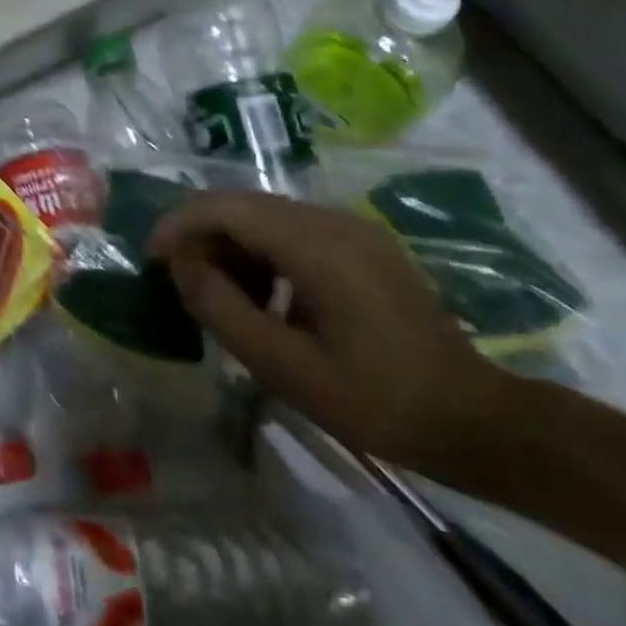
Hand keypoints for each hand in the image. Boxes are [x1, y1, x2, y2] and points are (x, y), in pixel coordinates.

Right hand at [149, 190, 515, 471]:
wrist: (475, 421)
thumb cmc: (375, 400)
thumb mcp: (283, 365)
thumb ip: (220, 307)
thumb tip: (179, 264)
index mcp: (317, 246)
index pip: (224, 207)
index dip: (177, 225)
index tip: (151, 261)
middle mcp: (333, 221)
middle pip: (241, 204)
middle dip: (199, 236)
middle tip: (180, 283)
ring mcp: (352, 230)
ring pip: (263, 215)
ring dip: (228, 246)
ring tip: (220, 296)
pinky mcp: (361, 246)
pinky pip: (290, 231)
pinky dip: (258, 253)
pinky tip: (262, 297)